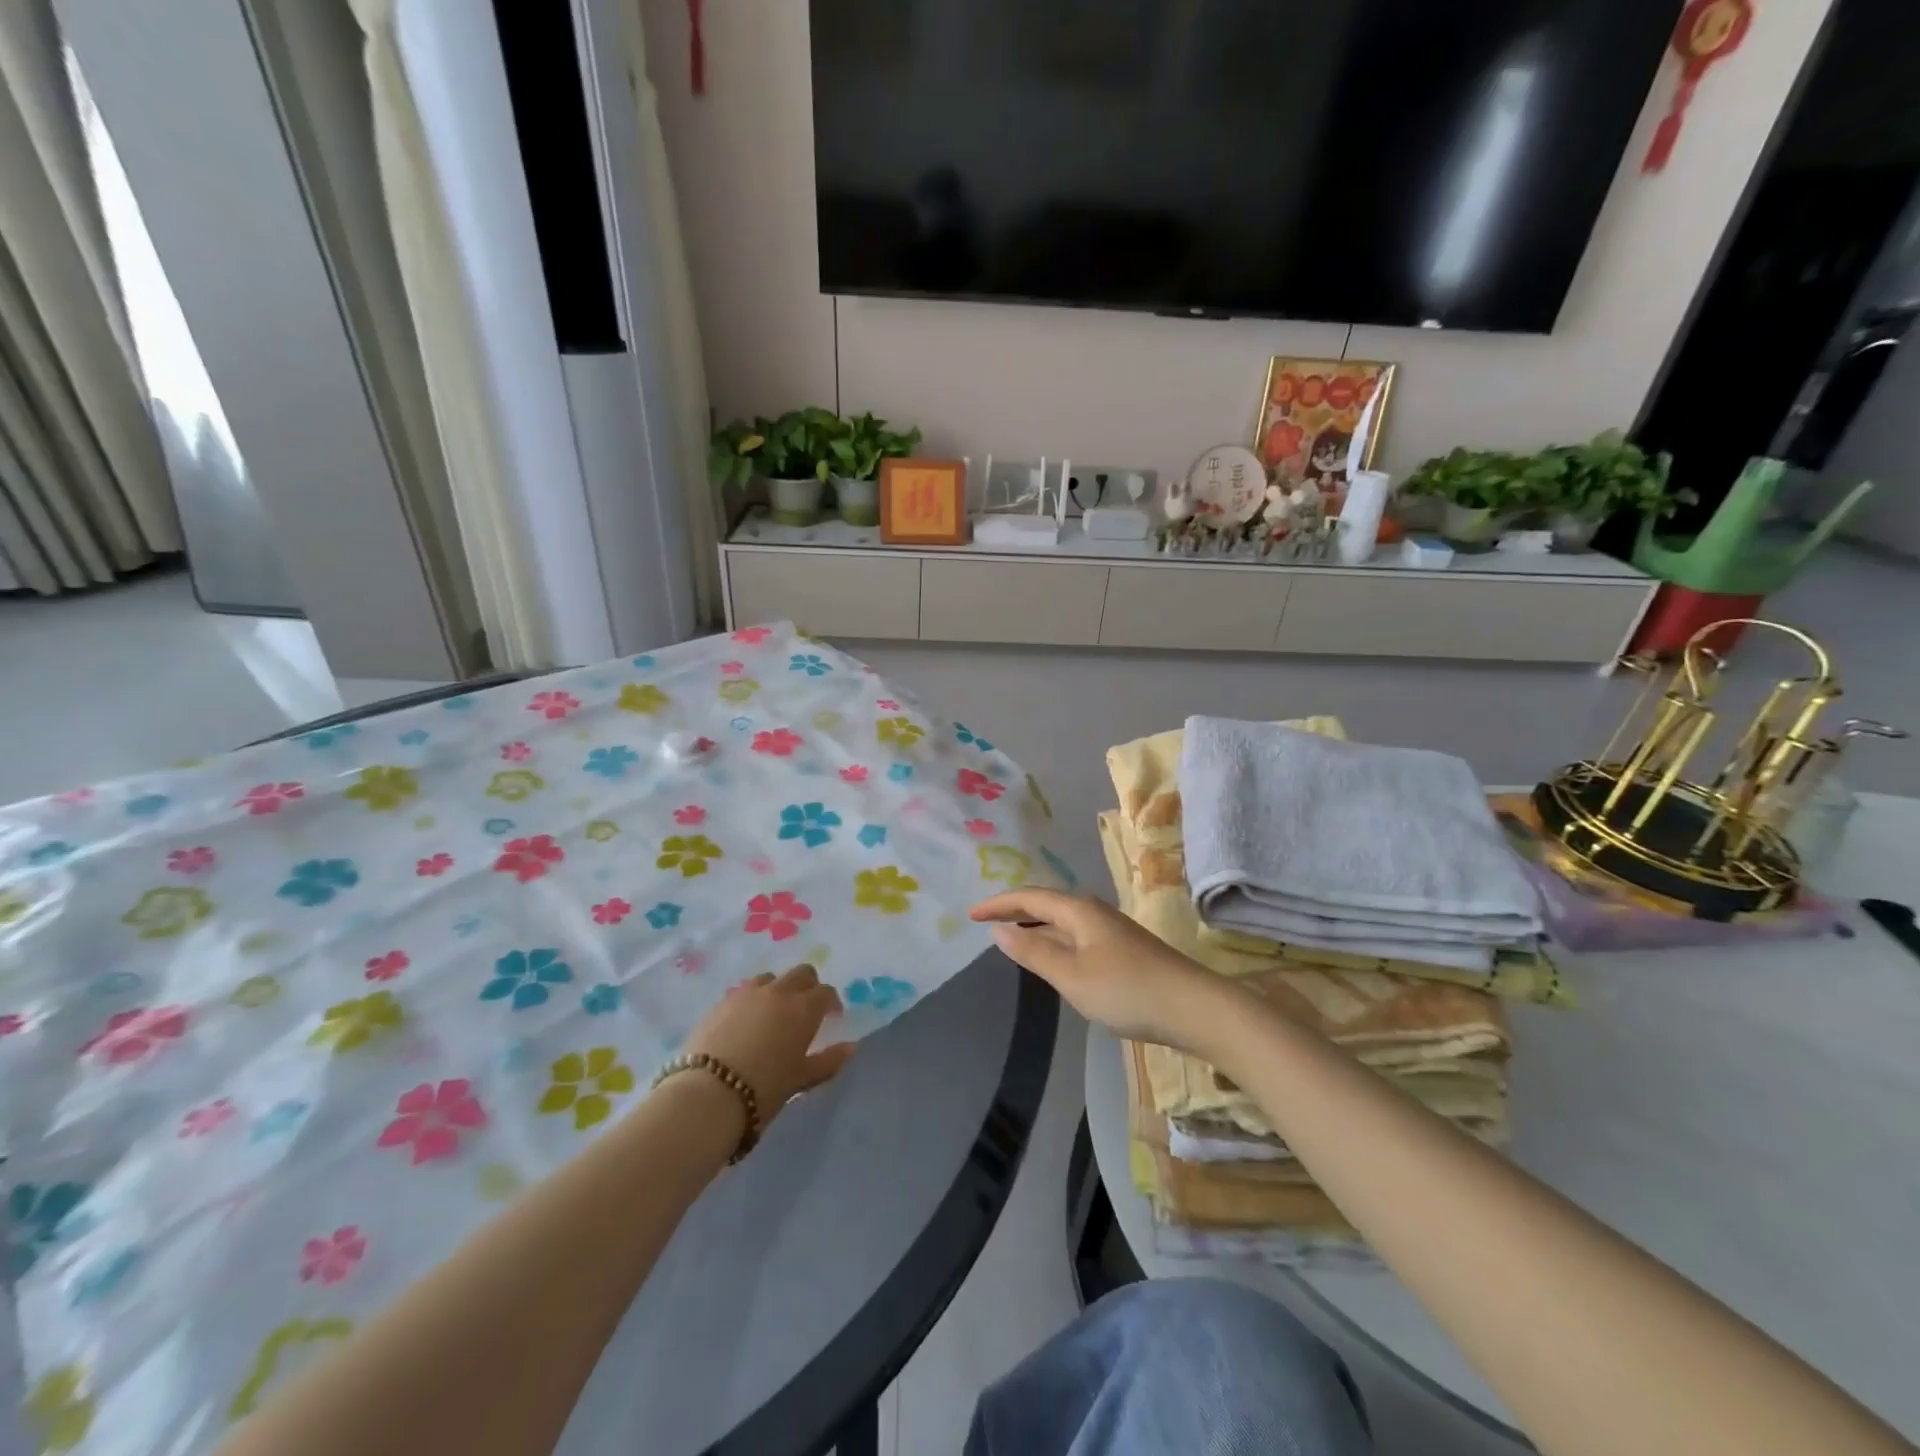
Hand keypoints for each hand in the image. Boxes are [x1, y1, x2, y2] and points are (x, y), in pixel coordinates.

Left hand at [683, 965, 855, 1127]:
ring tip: (773, 1012)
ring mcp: (747, 993)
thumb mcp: (801, 1079)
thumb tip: (851, 1047)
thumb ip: (829, 1060)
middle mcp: (778, 992)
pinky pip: (744, 991)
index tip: (832, 1016)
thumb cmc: (764, 1089)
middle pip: (801, 973)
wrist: (708, 1094)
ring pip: (770, 977)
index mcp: (803, 1008)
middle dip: (808, 985)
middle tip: (806, 1008)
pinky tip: (746, 1021)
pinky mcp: (721, 1001)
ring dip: (778, 988)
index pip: (825, 992)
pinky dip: (752, 1000)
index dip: (831, 1002)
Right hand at [970, 889, 1233, 1051]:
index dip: (998, 904)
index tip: (970, 914)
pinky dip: (1053, 938)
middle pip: (1046, 903)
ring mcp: (1110, 930)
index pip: (1029, 897)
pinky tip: (1052, 957)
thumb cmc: (1126, 990)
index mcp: (1078, 910)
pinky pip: (1075, 934)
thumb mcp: (1071, 976)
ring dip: (1034, 924)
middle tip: (985, 921)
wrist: (1192, 1007)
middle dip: (1015, 910)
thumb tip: (998, 929)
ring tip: (1011, 935)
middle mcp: (1093, 911)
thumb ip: (1033, 952)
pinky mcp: (1122, 949)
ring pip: (1062, 920)